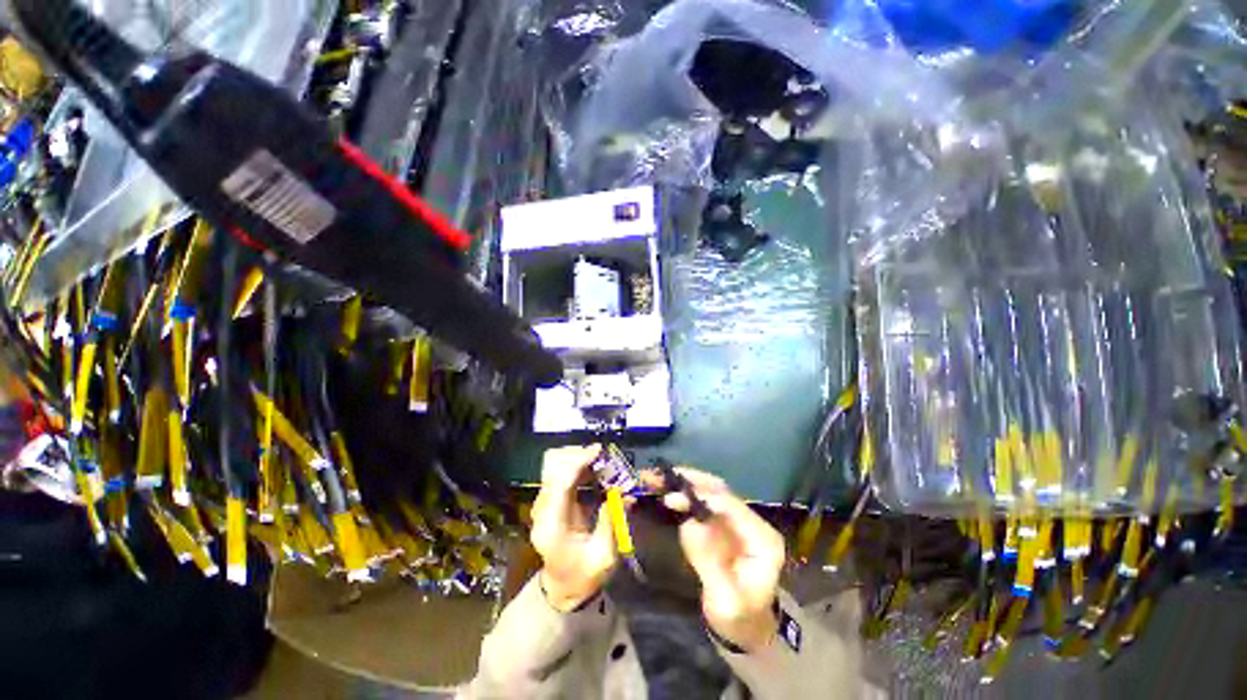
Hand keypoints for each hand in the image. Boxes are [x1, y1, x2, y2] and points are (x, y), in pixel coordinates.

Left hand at [530, 445, 616, 611]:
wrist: (563, 588)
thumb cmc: (584, 576)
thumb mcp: (604, 556)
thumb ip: (611, 522)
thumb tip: (623, 493)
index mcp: (553, 525)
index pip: (560, 482)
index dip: (578, 461)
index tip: (599, 451)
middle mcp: (542, 510)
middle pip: (553, 467)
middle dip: (577, 455)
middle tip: (602, 456)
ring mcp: (543, 504)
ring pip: (554, 466)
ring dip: (578, 459)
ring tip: (601, 462)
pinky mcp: (549, 501)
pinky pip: (560, 473)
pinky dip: (577, 466)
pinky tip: (594, 470)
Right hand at [645, 468, 784, 651]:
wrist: (747, 630)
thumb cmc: (740, 619)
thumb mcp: (726, 600)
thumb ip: (709, 562)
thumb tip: (688, 523)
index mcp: (762, 539)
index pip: (732, 506)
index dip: (703, 496)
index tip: (674, 497)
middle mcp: (750, 522)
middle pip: (720, 491)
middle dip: (690, 481)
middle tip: (660, 478)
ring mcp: (736, 521)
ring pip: (708, 491)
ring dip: (683, 483)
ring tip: (656, 479)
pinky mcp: (722, 524)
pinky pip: (701, 502)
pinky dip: (683, 494)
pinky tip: (664, 490)